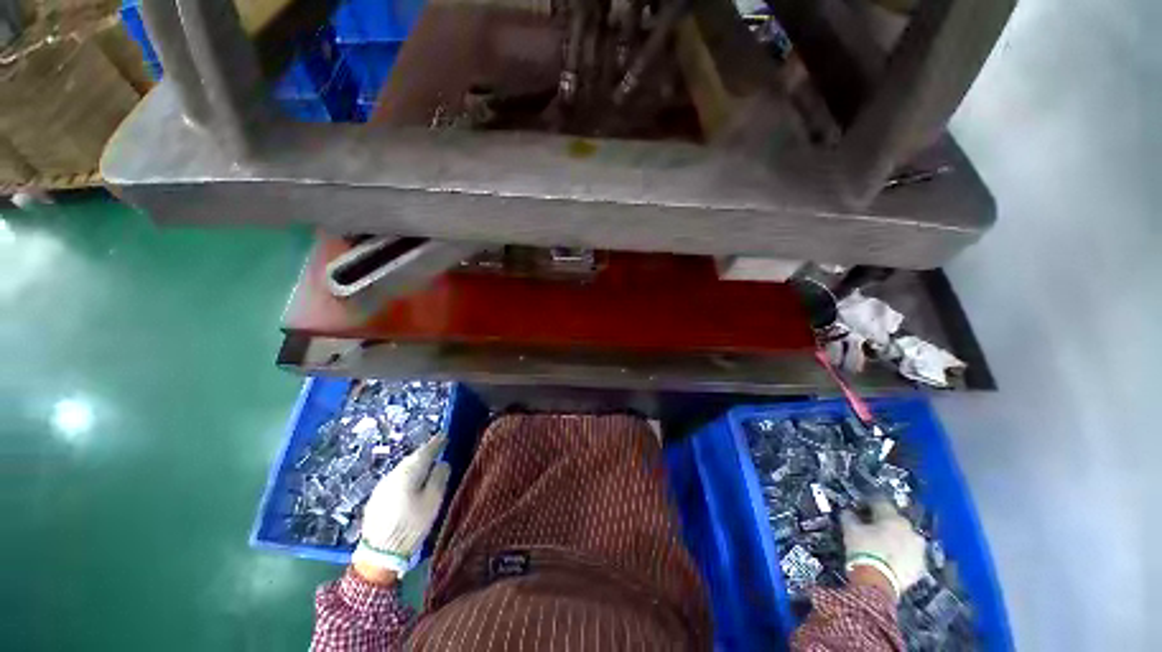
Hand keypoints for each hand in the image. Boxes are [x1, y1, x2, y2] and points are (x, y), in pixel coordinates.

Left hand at [351, 435, 449, 577]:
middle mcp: (393, 474)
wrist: (379, 554)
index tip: (445, 435)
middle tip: (438, 448)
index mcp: (408, 472)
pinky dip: (407, 475)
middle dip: (426, 452)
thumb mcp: (433, 501)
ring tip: (427, 465)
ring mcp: (382, 486)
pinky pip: (396, 479)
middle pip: (412, 458)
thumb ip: (439, 477)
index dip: (437, 442)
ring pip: (403, 468)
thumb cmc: (411, 524)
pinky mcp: (377, 498)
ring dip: (416, 464)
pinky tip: (411, 482)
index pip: (425, 451)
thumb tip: (442, 462)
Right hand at [840, 500, 925, 599]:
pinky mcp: (921, 567)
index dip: (869, 503)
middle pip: (896, 521)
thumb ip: (849, 517)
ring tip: (884, 546)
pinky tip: (891, 559)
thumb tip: (847, 512)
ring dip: (897, 539)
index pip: (880, 503)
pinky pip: (910, 555)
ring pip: (906, 539)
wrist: (879, 582)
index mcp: (892, 517)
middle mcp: (910, 530)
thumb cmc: (864, 549)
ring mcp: (918, 549)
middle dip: (885, 523)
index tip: (861, 506)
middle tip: (872, 528)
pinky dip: (902, 555)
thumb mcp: (849, 530)